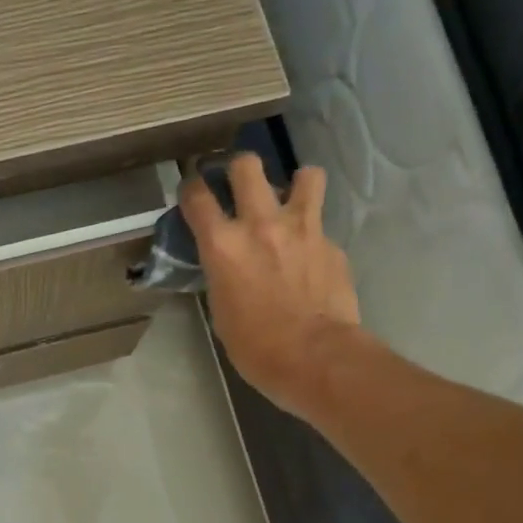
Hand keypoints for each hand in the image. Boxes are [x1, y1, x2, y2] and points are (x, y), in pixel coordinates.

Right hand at [181, 154, 366, 420]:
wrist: (314, 356)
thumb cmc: (255, 346)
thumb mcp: (220, 309)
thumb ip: (222, 273)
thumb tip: (228, 263)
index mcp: (222, 245)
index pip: (197, 196)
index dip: (191, 188)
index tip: (192, 190)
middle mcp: (260, 224)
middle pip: (246, 166)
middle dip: (238, 169)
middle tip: (239, 184)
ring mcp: (302, 228)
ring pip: (305, 175)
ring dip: (294, 183)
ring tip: (290, 200)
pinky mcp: (331, 243)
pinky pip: (320, 224)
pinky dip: (312, 232)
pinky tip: (309, 254)